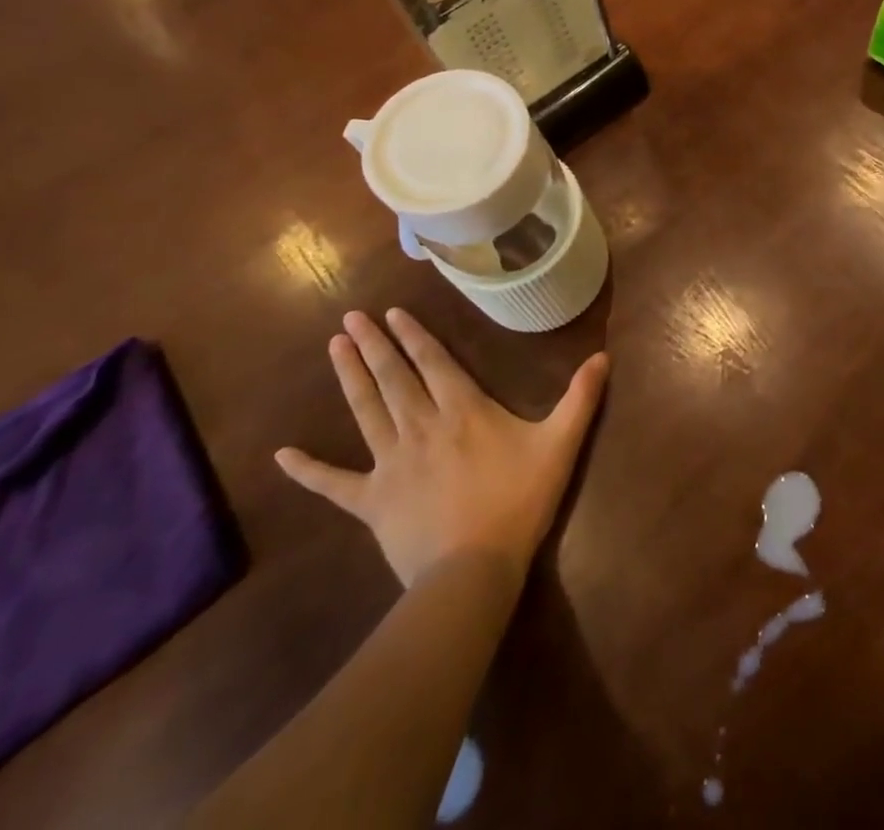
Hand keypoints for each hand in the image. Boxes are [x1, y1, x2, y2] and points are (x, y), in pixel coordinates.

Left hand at [276, 309, 608, 587]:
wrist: (473, 570)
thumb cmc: (518, 501)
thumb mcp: (560, 444)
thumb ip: (580, 398)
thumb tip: (604, 355)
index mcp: (462, 410)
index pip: (433, 362)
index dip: (413, 335)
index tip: (391, 312)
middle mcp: (421, 426)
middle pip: (393, 378)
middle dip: (373, 345)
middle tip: (350, 318)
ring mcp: (391, 463)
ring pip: (365, 411)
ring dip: (348, 378)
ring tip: (333, 348)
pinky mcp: (370, 501)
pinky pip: (333, 484)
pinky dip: (307, 470)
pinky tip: (280, 455)